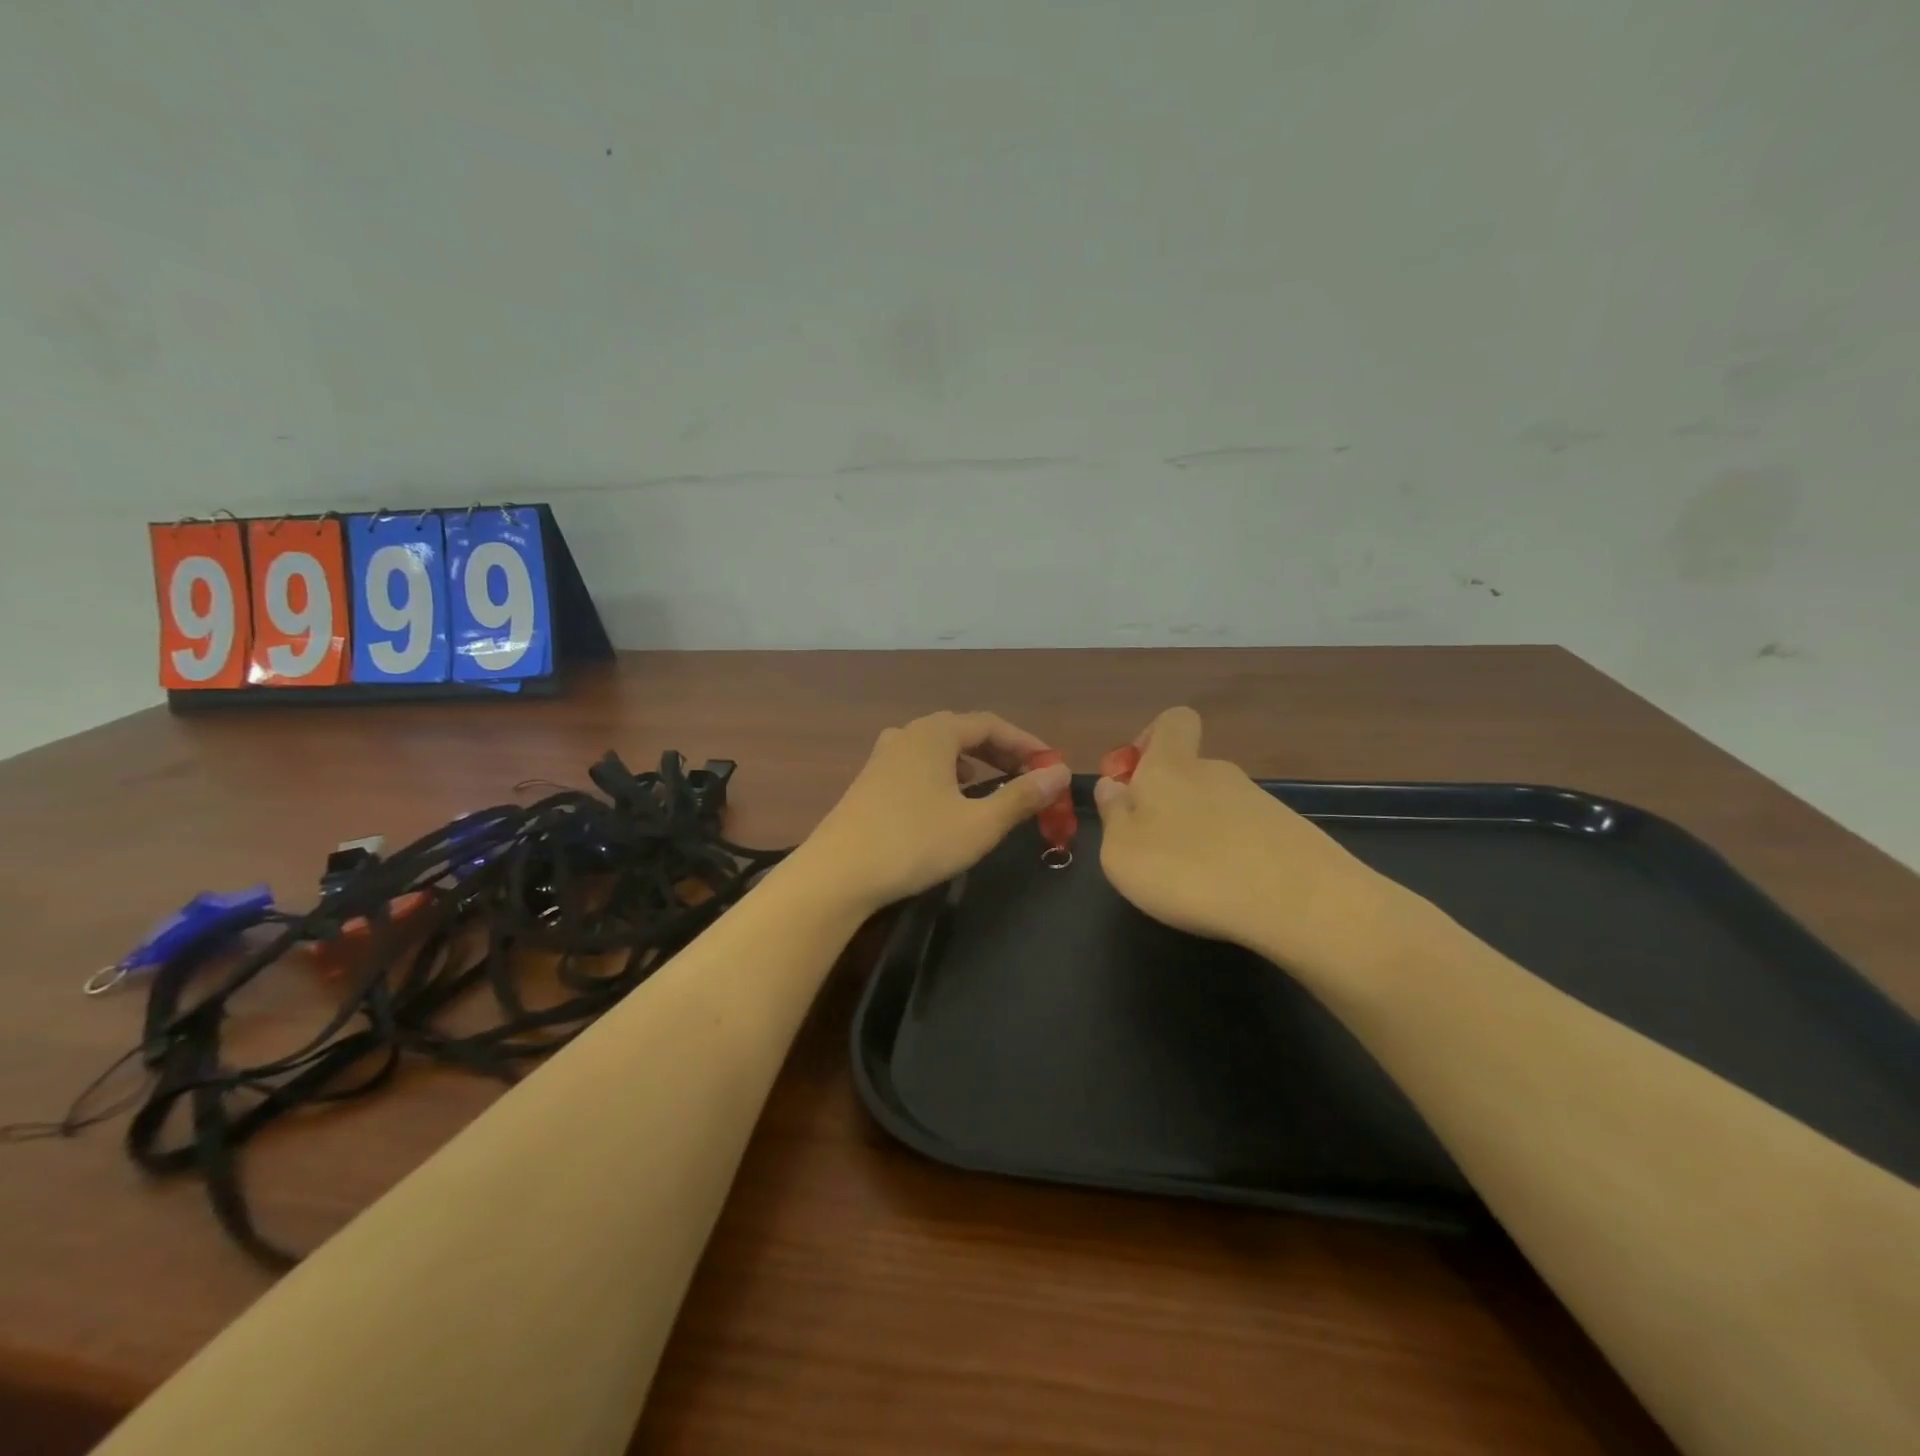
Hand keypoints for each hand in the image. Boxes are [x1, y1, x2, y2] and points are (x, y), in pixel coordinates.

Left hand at [800, 711, 1071, 912]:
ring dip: (974, 763)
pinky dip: (946, 775)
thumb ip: (1021, 796)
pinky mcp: (870, 781)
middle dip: (1001, 752)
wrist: (837, 874)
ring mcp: (884, 757)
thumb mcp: (978, 824)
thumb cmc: (914, 843)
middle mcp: (907, 734)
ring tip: (995, 785)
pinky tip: (950, 800)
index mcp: (934, 733)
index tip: (1051, 766)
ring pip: (940, 749)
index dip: (1026, 743)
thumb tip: (1058, 774)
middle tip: (1029, 777)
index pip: (991, 724)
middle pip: (964, 732)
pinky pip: (920, 765)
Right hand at [1093, 707, 1402, 978]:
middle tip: (1152, 849)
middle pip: (1188, 771)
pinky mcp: (1288, 834)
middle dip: (1167, 802)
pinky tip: (1228, 892)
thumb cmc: (1189, 870)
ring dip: (1198, 833)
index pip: (1172, 721)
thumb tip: (1113, 787)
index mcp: (1171, 766)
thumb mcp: (1122, 851)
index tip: (1133, 779)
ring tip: (1191, 881)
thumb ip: (1113, 815)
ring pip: (1216, 806)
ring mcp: (1258, 802)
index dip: (1150, 740)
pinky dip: (1231, 856)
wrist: (1299, 902)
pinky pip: (1245, 835)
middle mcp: (1217, 772)